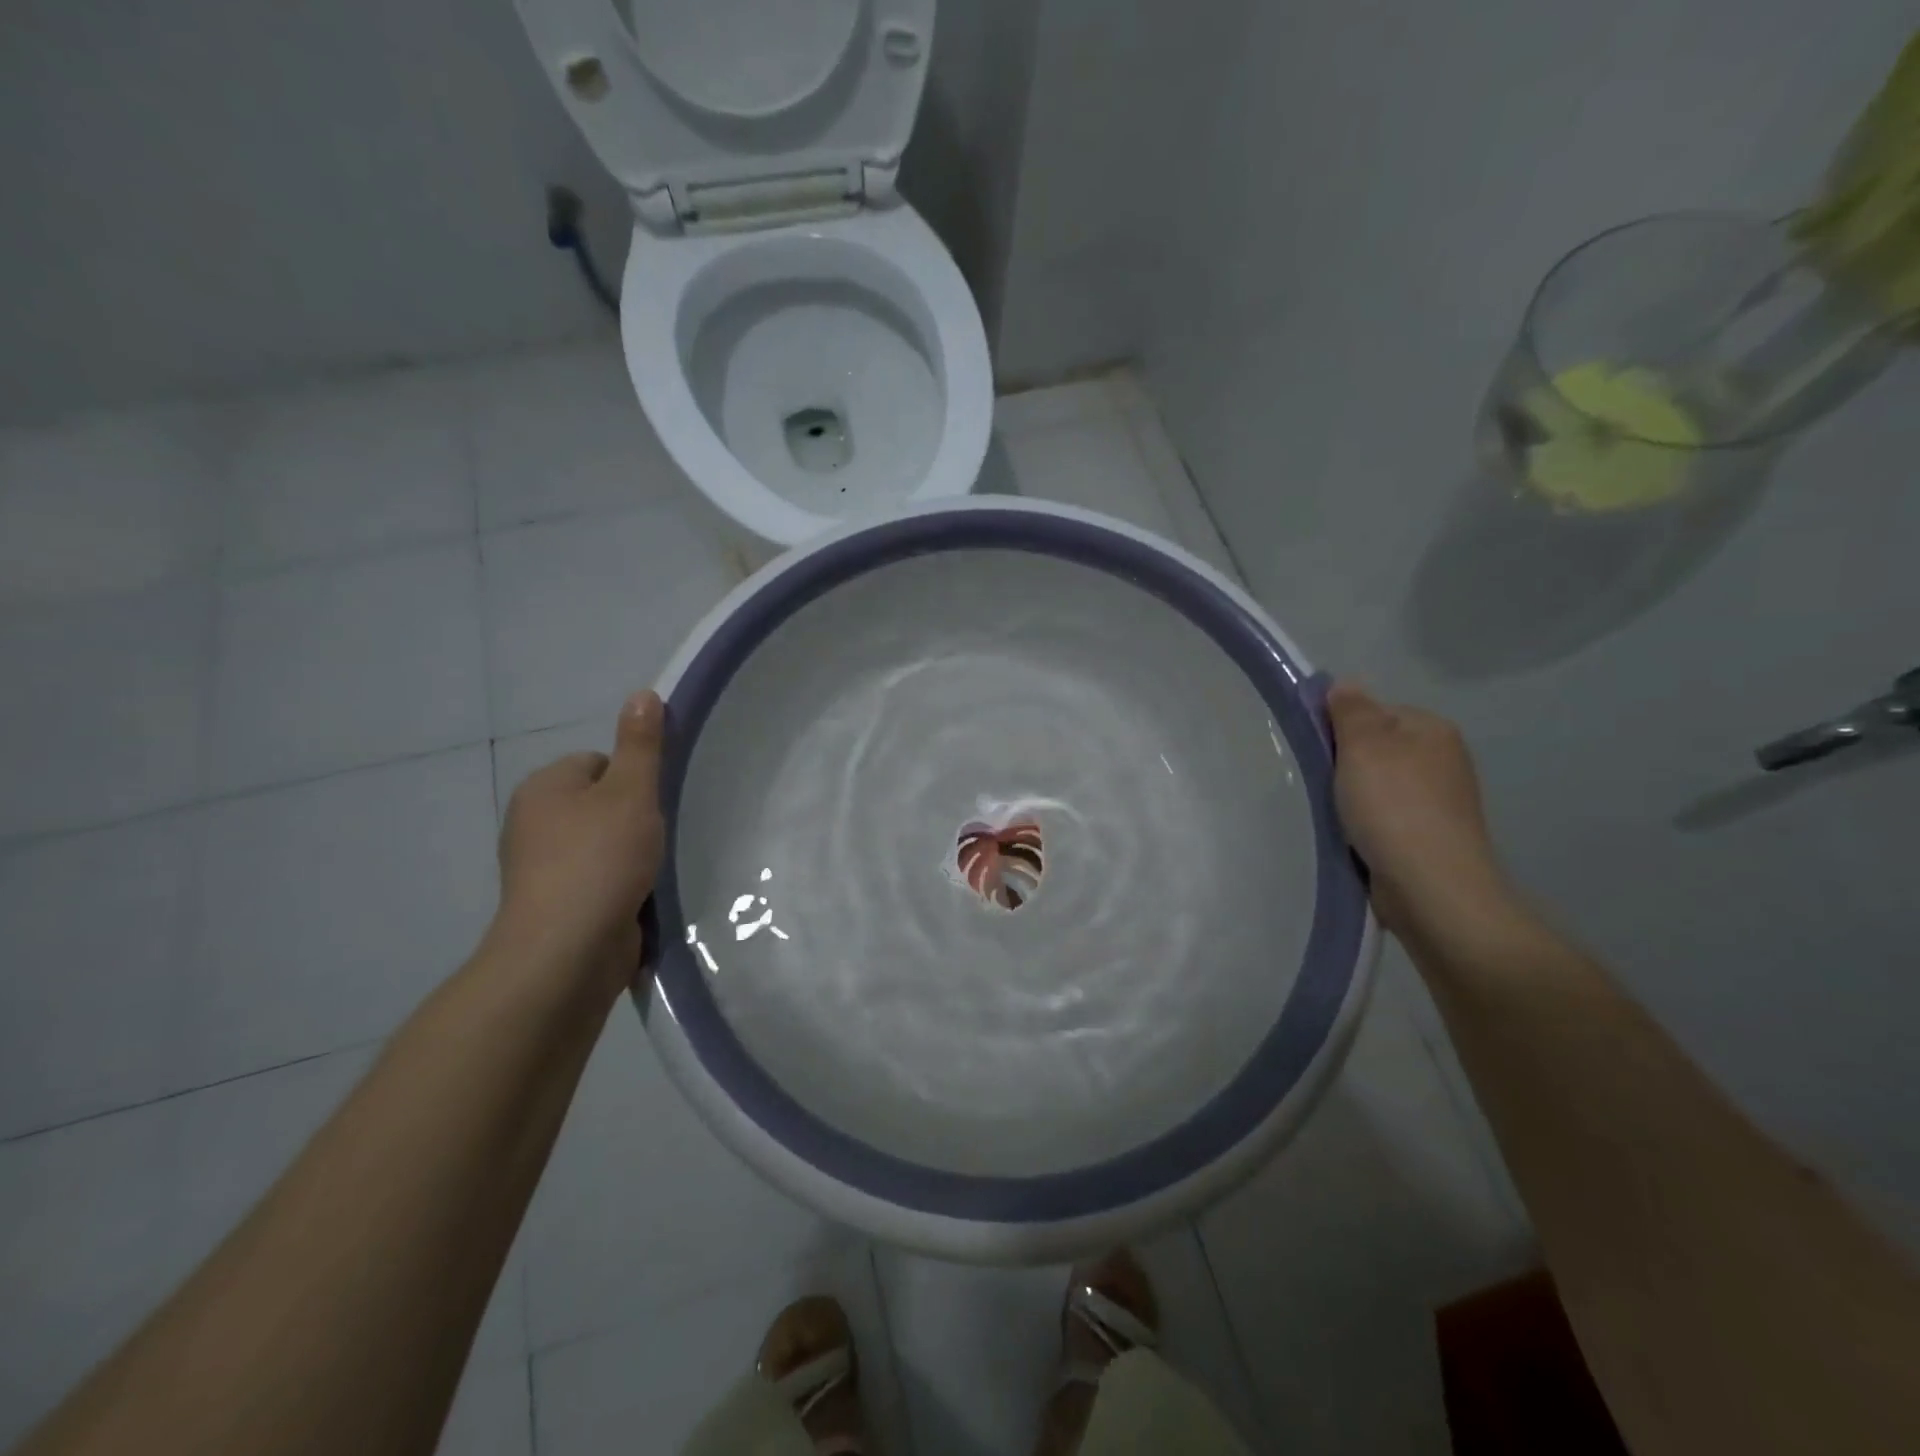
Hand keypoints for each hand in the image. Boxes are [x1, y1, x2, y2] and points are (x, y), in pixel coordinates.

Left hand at [492, 691, 666, 999]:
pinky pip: (598, 880)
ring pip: (602, 845)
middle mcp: (533, 823)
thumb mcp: (631, 792)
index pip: (598, 763)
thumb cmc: (600, 860)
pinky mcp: (555, 906)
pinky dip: (619, 886)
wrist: (567, 951)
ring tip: (651, 871)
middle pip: (600, 805)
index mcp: (544, 788)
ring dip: (630, 856)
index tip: (650, 806)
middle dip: (632, 820)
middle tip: (655, 838)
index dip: (631, 780)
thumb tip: (642, 693)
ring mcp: (540, 868)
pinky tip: (638, 898)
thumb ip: (641, 745)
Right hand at [1326, 682, 1509, 938]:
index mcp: (1432, 729)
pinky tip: (1352, 838)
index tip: (1318, 751)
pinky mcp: (1429, 837)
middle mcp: (1442, 759)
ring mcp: (1439, 801)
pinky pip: (1385, 817)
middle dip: (1346, 764)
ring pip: (1379, 785)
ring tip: (1333, 815)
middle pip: (1377, 748)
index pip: (1374, 712)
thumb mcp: (1363, 746)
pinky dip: (1366, 824)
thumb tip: (1345, 684)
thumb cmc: (1393, 806)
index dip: (1340, 727)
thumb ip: (1351, 710)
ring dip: (1353, 797)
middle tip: (1320, 784)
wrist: (1431, 886)